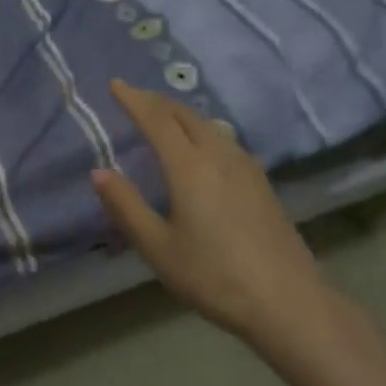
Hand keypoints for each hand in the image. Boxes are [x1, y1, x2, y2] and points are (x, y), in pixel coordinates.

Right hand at [92, 79, 324, 341]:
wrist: (287, 301)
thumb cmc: (214, 276)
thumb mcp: (158, 248)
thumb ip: (126, 206)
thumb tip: (99, 172)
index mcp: (189, 167)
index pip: (156, 119)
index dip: (134, 99)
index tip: (115, 84)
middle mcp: (218, 155)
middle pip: (184, 115)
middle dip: (156, 102)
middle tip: (134, 98)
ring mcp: (245, 167)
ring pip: (208, 125)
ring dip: (181, 114)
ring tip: (163, 118)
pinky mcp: (261, 182)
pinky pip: (224, 140)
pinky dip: (202, 130)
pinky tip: (203, 147)